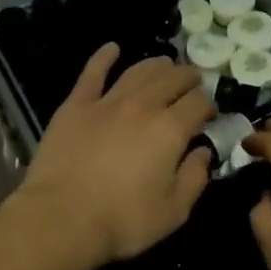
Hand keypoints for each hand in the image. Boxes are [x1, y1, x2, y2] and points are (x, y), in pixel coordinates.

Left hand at [14, 45, 214, 269]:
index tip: (208, 116)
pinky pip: (92, 73)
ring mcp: (107, 101)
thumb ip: (195, 178)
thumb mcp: (174, 211)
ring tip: (165, 64)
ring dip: (157, 64)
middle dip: (188, 78)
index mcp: (171, 129)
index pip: (199, 103)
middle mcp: (143, 105)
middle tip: (193, 83)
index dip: (208, 105)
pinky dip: (104, 57)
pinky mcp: (75, 105)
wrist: (62, 218)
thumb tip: (204, 153)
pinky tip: (112, 48)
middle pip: (172, 78)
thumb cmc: (123, 220)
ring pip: (138, 70)